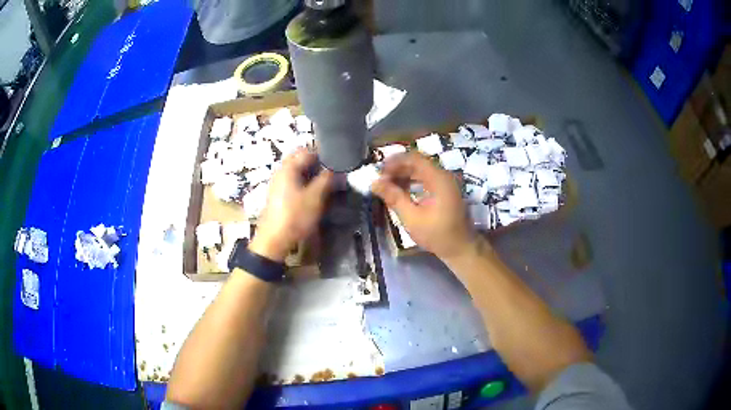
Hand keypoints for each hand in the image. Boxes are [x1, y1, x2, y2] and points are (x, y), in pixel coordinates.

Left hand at [249, 149, 333, 261]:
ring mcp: (277, 183)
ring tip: (325, 184)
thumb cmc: (295, 216)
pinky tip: (313, 193)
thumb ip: (327, 180)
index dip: (323, 154)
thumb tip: (338, 169)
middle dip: (316, 164)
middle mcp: (280, 171)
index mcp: (288, 167)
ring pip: (296, 171)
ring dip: (310, 174)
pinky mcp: (277, 195)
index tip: (337, 162)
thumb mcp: (315, 197)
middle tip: (332, 173)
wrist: (274, 240)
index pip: (307, 151)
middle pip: (300, 159)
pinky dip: (303, 183)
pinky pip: (292, 181)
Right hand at [372, 153, 477, 259]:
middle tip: (380, 179)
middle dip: (397, 169)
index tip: (379, 171)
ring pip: (421, 171)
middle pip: (417, 163)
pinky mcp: (445, 191)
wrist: (462, 248)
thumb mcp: (412, 218)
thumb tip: (374, 183)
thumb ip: (394, 197)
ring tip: (387, 185)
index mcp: (439, 179)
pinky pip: (426, 179)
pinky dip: (412, 182)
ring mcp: (445, 183)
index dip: (395, 162)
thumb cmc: (438, 235)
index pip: (414, 159)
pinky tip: (401, 191)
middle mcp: (443, 176)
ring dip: (404, 175)